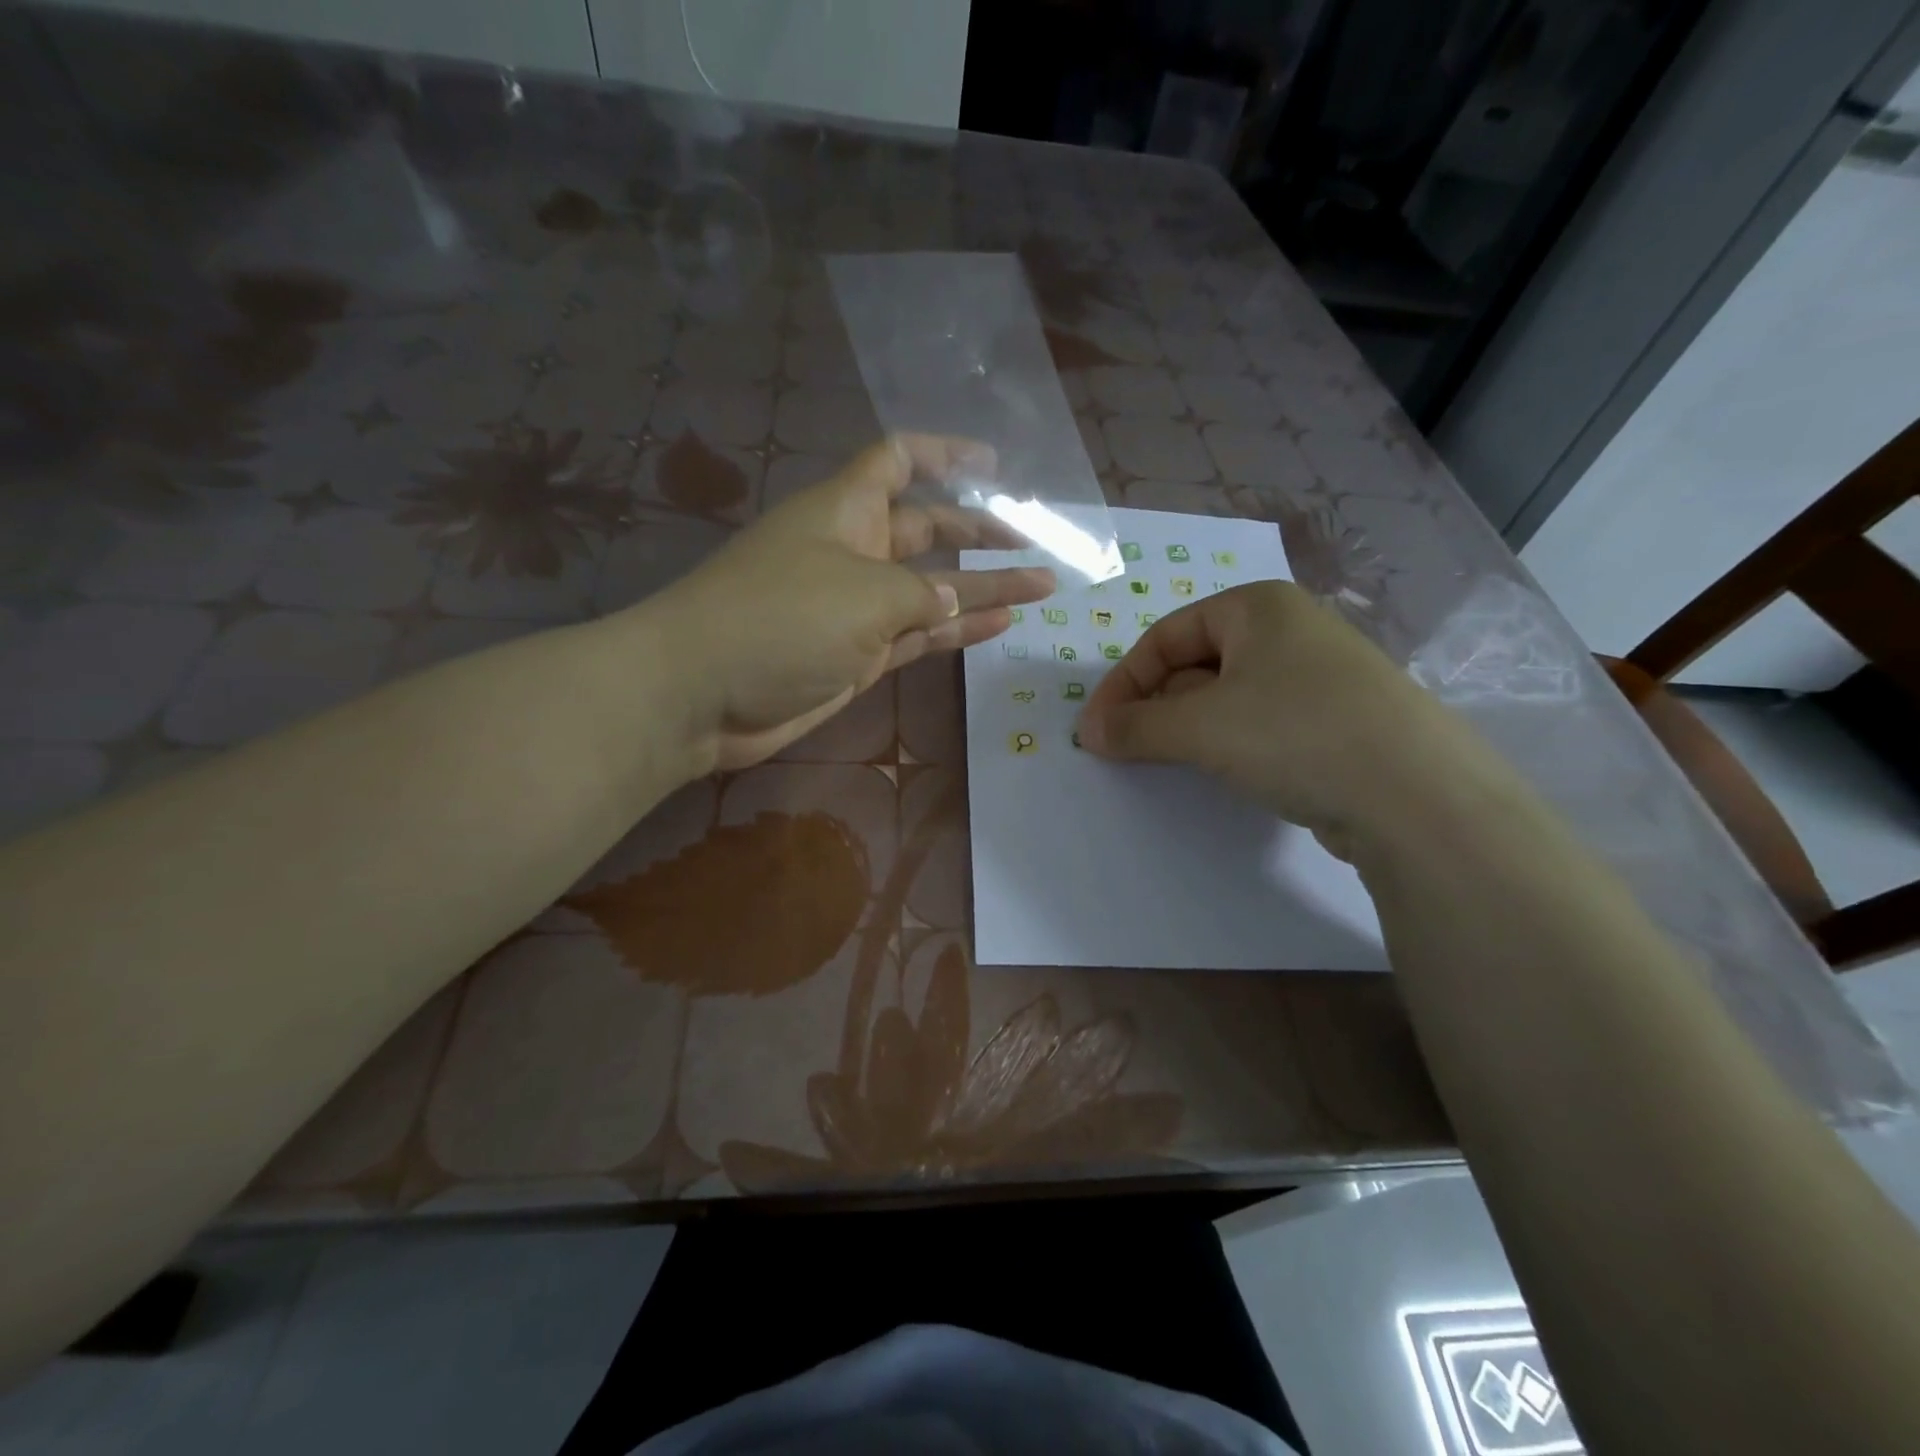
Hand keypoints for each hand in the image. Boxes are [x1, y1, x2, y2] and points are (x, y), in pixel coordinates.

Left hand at [647, 435, 1054, 770]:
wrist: (704, 695)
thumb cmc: (780, 619)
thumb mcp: (864, 593)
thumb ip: (921, 594)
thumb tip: (949, 601)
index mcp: (846, 509)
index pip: (898, 461)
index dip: (944, 455)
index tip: (994, 466)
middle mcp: (853, 550)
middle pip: (926, 529)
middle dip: (979, 534)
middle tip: (1033, 543)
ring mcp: (856, 606)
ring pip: (931, 589)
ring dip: (983, 588)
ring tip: (1041, 587)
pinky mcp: (858, 654)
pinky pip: (918, 634)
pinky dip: (956, 630)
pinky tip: (1000, 624)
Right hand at [1077, 581, 1476, 854]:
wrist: (1418, 797)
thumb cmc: (1295, 734)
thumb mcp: (1200, 727)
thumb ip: (1134, 726)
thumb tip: (1090, 732)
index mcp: (1257, 606)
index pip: (1165, 636)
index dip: (1122, 683)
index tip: (1095, 730)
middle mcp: (1290, 630)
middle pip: (1195, 664)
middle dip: (1156, 706)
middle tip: (1130, 749)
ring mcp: (1319, 676)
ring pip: (1228, 697)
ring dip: (1190, 728)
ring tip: (1174, 763)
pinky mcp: (1337, 721)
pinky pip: (1262, 723)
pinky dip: (1231, 744)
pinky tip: (1229, 773)